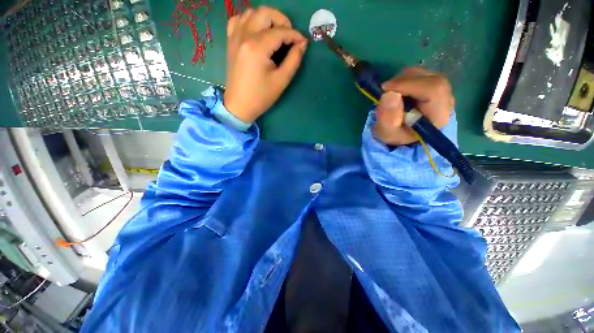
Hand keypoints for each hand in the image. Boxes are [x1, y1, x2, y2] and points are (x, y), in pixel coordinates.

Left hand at [224, 7, 307, 122]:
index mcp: (257, 47)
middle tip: (289, 36)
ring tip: (275, 34)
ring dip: (267, 19)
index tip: (303, 42)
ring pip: (251, 13)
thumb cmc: (261, 96)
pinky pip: (239, 20)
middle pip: (265, 13)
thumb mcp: (281, 80)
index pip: (280, 31)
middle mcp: (244, 35)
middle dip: (282, 20)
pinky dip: (250, 20)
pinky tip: (257, 32)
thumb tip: (302, 44)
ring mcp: (234, 37)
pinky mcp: (231, 41)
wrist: (240, 105)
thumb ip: (294, 60)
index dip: (295, 35)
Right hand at [373, 67, 454, 145]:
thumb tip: (389, 94)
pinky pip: (421, 73)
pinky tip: (397, 91)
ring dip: (402, 80)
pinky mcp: (434, 85)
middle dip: (403, 81)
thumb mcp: (387, 132)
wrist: (401, 133)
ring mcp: (442, 90)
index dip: (409, 84)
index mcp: (438, 116)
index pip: (433, 89)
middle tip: (385, 91)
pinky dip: (405, 78)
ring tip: (390, 94)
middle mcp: (446, 100)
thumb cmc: (395, 134)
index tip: (386, 89)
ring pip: (424, 73)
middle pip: (429, 78)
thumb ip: (388, 118)